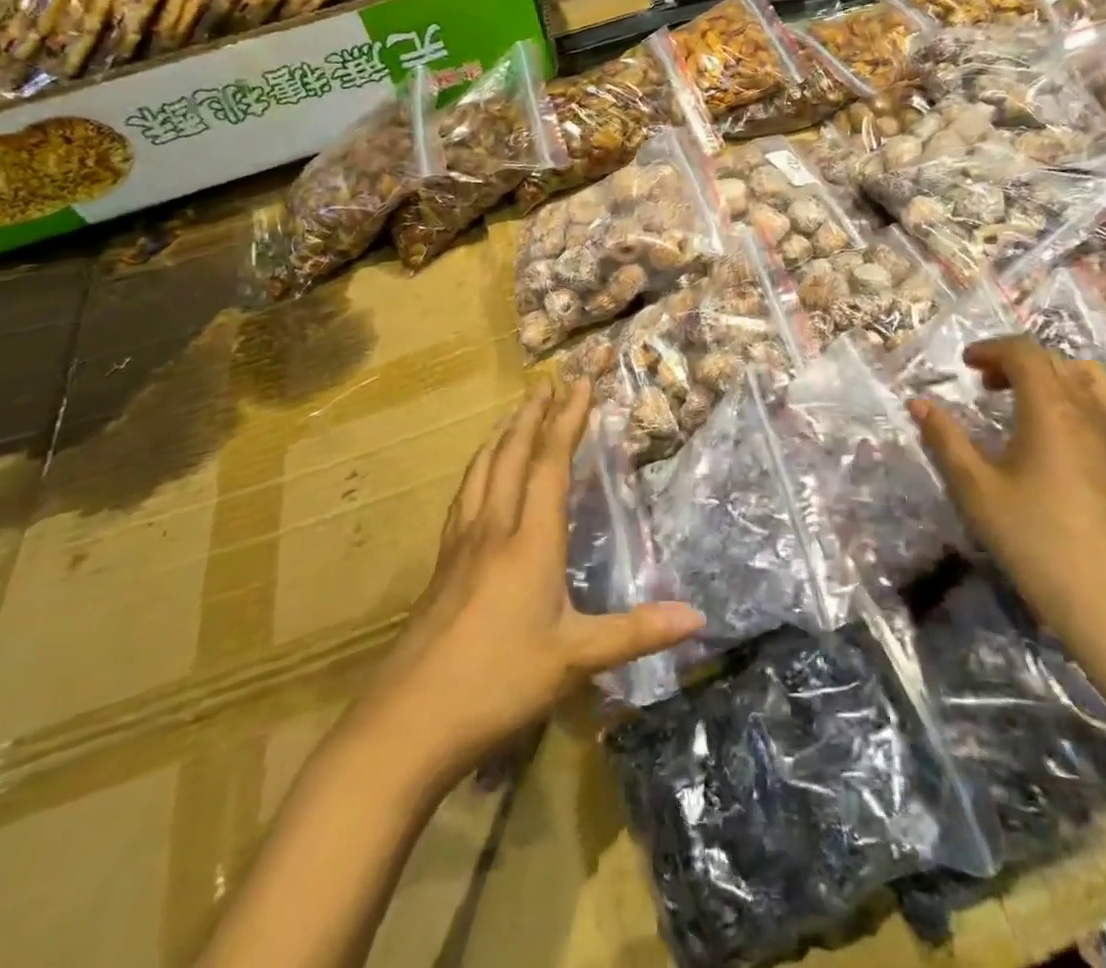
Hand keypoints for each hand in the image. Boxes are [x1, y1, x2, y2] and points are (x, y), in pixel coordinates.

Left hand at [358, 381, 703, 788]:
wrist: (406, 724)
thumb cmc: (498, 683)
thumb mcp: (575, 659)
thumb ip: (636, 632)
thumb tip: (698, 617)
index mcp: (529, 541)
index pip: (550, 465)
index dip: (567, 420)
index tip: (580, 383)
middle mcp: (493, 530)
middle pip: (510, 456)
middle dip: (532, 415)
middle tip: (548, 382)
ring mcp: (460, 547)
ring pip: (480, 473)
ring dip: (501, 436)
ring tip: (514, 414)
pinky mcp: (441, 568)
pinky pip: (463, 499)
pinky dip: (477, 471)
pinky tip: (477, 480)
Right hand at [908, 338, 1105, 660]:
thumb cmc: (1035, 539)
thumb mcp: (976, 489)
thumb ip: (945, 440)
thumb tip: (918, 403)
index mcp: (1051, 409)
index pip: (1025, 353)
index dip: (991, 349)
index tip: (964, 365)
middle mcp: (1086, 411)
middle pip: (1054, 360)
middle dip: (1014, 361)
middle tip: (983, 384)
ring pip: (1084, 378)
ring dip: (1048, 375)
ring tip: (1020, 400)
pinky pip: (1098, 405)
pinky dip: (1069, 398)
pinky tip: (1047, 436)